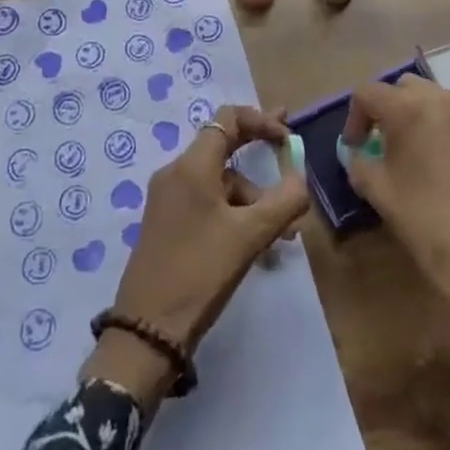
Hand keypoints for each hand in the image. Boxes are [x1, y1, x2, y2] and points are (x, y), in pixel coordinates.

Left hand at [82, 105, 307, 409]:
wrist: (147, 330)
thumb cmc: (200, 272)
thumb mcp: (249, 237)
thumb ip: (283, 201)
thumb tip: (301, 176)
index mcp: (192, 165)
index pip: (228, 119)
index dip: (261, 121)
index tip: (288, 138)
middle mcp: (176, 172)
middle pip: (223, 147)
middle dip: (258, 150)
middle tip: (289, 151)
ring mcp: (167, 198)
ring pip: (218, 182)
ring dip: (251, 198)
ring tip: (280, 235)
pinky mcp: (166, 223)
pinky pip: (206, 203)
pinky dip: (233, 213)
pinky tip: (254, 243)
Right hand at [342, 75, 449, 343]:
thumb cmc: (431, 224)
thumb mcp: (381, 194)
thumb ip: (360, 164)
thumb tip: (358, 154)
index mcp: (409, 107)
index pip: (368, 93)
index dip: (354, 119)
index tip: (354, 148)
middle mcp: (442, 98)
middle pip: (402, 88)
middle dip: (386, 110)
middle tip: (380, 144)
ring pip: (431, 98)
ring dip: (414, 115)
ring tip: (410, 153)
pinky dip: (439, 127)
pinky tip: (438, 163)